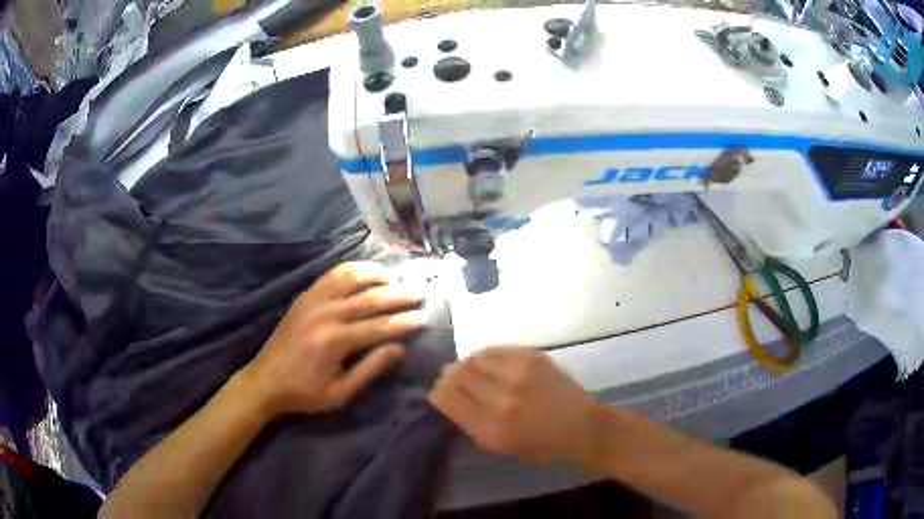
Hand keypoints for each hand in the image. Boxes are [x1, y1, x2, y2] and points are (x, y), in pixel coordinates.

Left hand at [243, 262, 426, 415]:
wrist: (265, 381)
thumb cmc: (304, 393)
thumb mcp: (340, 392)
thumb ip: (370, 368)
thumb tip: (399, 348)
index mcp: (335, 340)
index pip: (379, 326)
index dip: (404, 322)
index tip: (424, 318)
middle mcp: (325, 313)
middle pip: (369, 297)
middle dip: (398, 294)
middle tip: (419, 292)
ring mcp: (313, 301)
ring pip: (350, 278)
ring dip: (375, 275)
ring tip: (394, 278)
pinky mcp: (304, 297)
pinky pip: (331, 275)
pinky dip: (351, 270)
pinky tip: (364, 272)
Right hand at [429, 348, 597, 463]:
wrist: (581, 426)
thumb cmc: (540, 445)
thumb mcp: (499, 446)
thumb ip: (470, 423)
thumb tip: (447, 397)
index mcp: (490, 428)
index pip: (447, 399)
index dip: (437, 392)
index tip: (437, 392)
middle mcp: (501, 399)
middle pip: (458, 375)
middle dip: (448, 376)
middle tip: (451, 378)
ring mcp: (518, 374)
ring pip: (474, 358)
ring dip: (466, 364)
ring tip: (470, 370)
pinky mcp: (532, 357)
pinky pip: (495, 349)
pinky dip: (485, 355)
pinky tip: (488, 363)